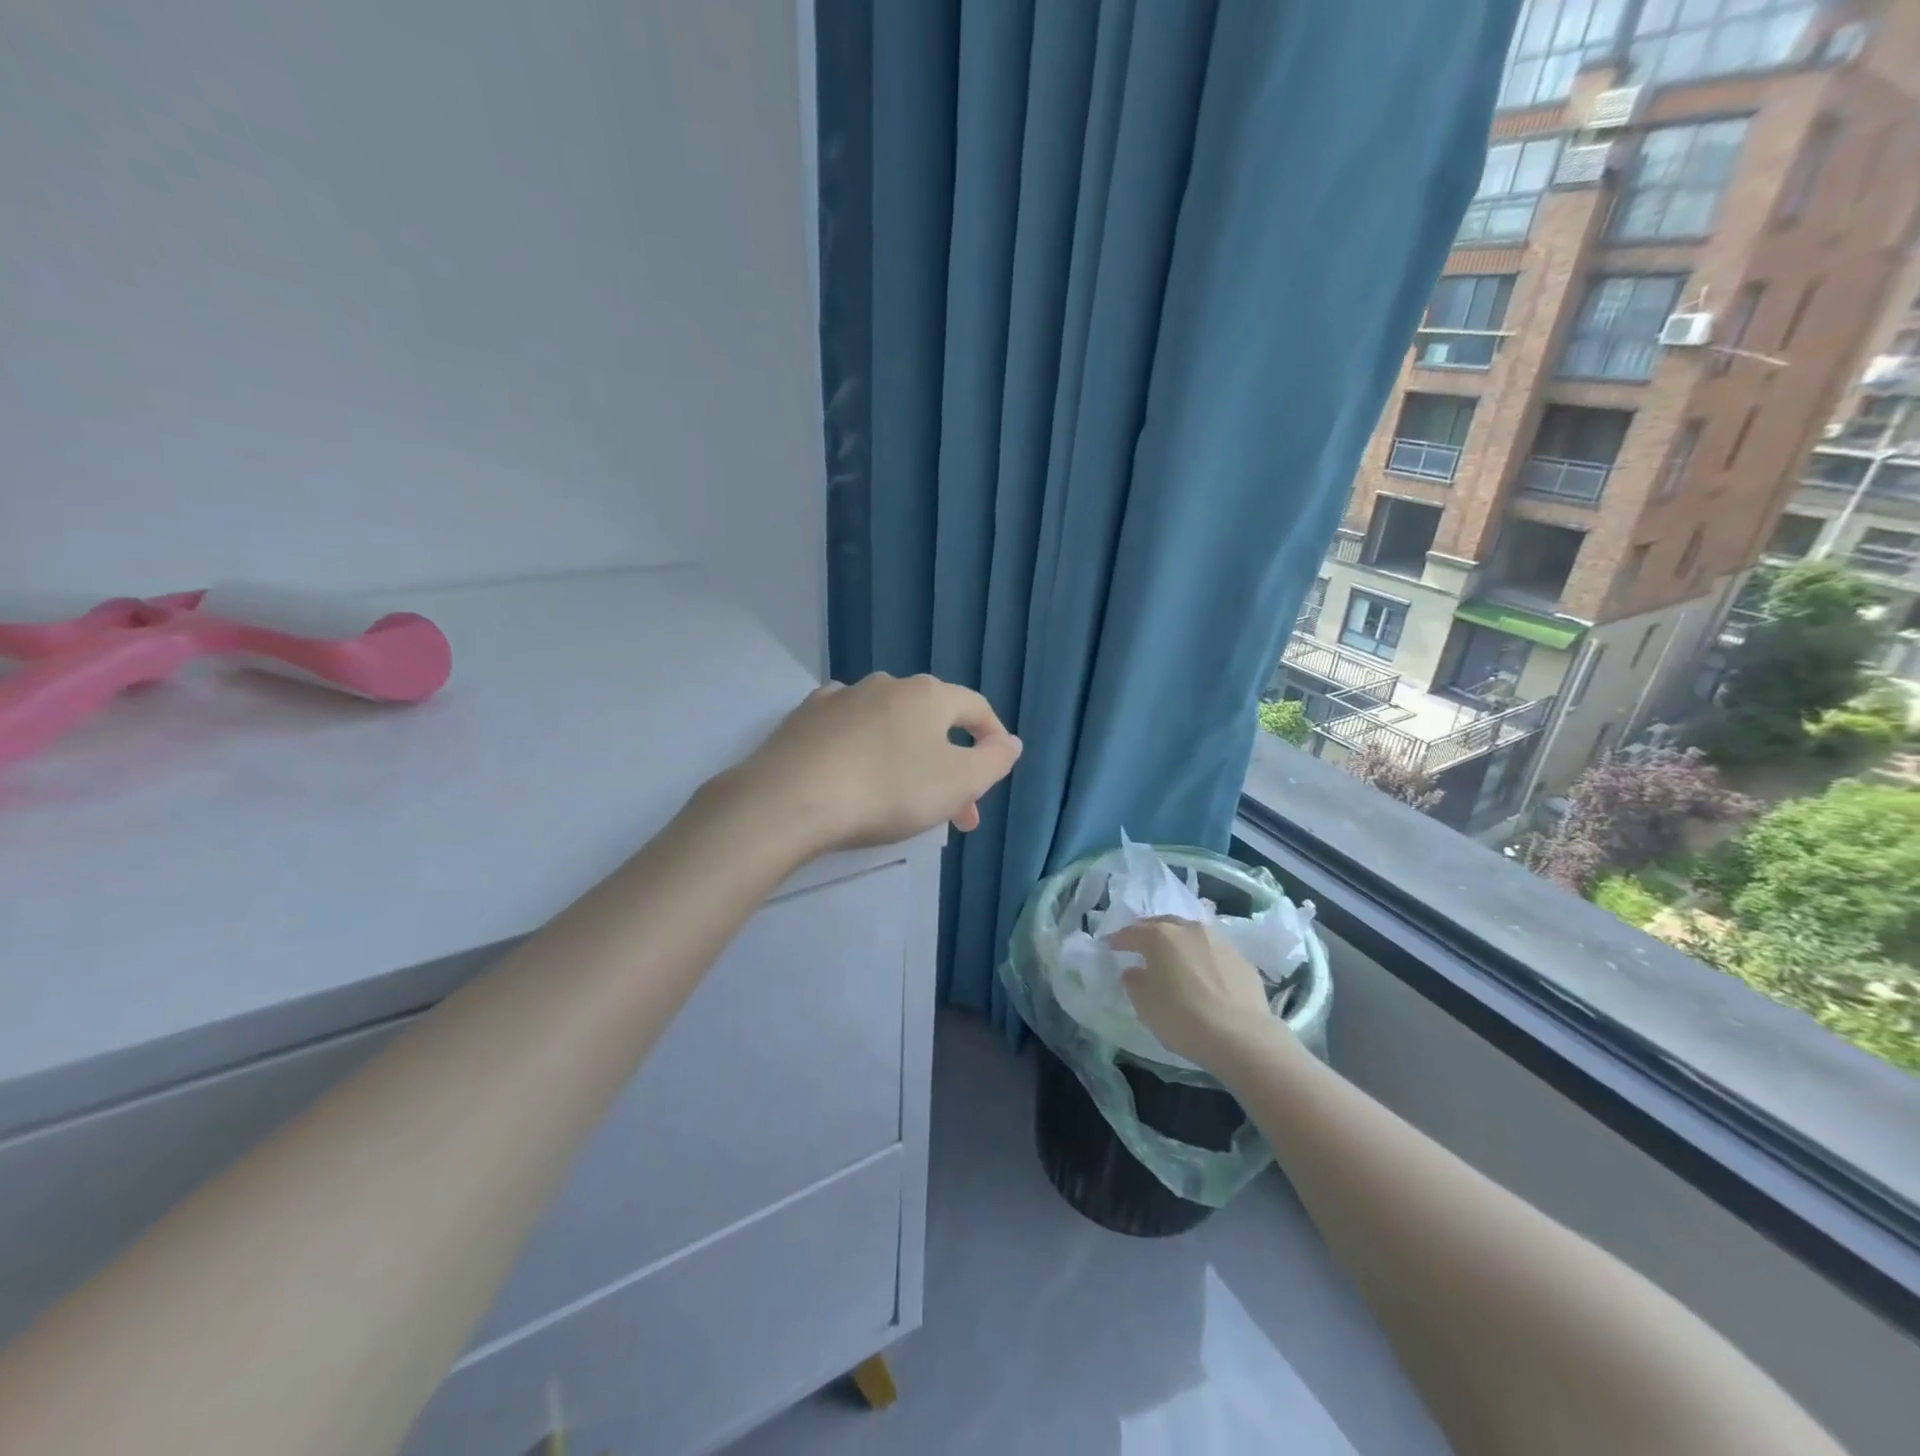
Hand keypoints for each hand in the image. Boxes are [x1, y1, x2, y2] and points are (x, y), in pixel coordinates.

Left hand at [731, 673, 1021, 852]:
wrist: (791, 799)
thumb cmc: (888, 790)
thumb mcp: (958, 782)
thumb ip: (994, 761)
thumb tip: (1010, 741)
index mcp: (929, 695)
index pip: (976, 708)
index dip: (994, 738)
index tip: (996, 772)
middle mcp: (887, 684)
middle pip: (932, 722)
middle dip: (950, 766)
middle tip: (955, 813)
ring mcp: (842, 697)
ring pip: (890, 724)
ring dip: (907, 756)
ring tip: (904, 797)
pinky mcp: (805, 717)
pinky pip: (848, 727)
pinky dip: (863, 746)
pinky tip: (856, 768)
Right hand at [1109, 917, 1283, 1072]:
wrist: (1242, 1037)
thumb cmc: (1182, 1018)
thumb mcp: (1144, 1004)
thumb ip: (1134, 982)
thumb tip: (1135, 971)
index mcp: (1160, 936)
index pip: (1132, 932)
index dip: (1118, 939)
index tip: (1109, 945)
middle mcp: (1189, 929)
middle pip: (1164, 924)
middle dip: (1149, 932)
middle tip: (1140, 944)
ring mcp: (1219, 941)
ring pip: (1191, 934)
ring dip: (1179, 942)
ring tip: (1173, 957)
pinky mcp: (1242, 959)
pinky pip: (1213, 952)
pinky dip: (1202, 958)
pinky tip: (1202, 974)